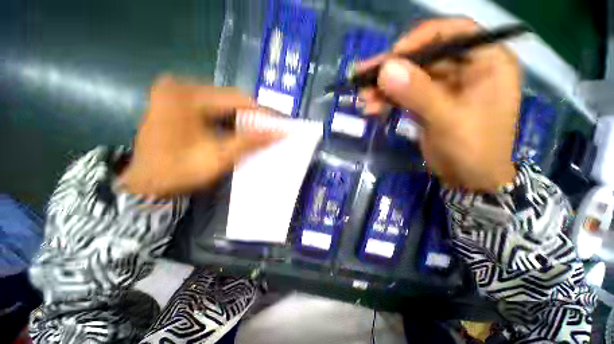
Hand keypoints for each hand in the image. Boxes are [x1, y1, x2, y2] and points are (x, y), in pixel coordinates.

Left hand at [119, 76, 278, 196]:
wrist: (145, 183)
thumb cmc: (179, 172)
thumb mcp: (219, 157)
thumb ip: (250, 141)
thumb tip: (278, 133)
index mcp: (186, 97)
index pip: (238, 99)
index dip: (262, 113)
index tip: (278, 124)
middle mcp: (179, 86)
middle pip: (229, 98)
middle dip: (251, 116)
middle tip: (268, 130)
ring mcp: (175, 91)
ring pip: (221, 102)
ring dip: (240, 117)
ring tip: (255, 131)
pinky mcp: (174, 100)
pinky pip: (209, 105)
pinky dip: (226, 118)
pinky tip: (235, 130)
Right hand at [360, 19, 521, 191]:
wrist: (469, 179)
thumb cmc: (472, 149)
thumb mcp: (447, 119)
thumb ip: (417, 92)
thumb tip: (385, 70)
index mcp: (487, 61)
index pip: (453, 31)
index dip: (420, 39)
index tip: (391, 58)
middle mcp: (467, 67)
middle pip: (425, 56)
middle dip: (392, 68)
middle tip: (363, 76)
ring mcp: (445, 86)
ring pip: (410, 77)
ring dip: (384, 87)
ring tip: (363, 99)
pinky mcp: (429, 102)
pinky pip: (405, 94)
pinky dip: (387, 100)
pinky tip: (372, 108)